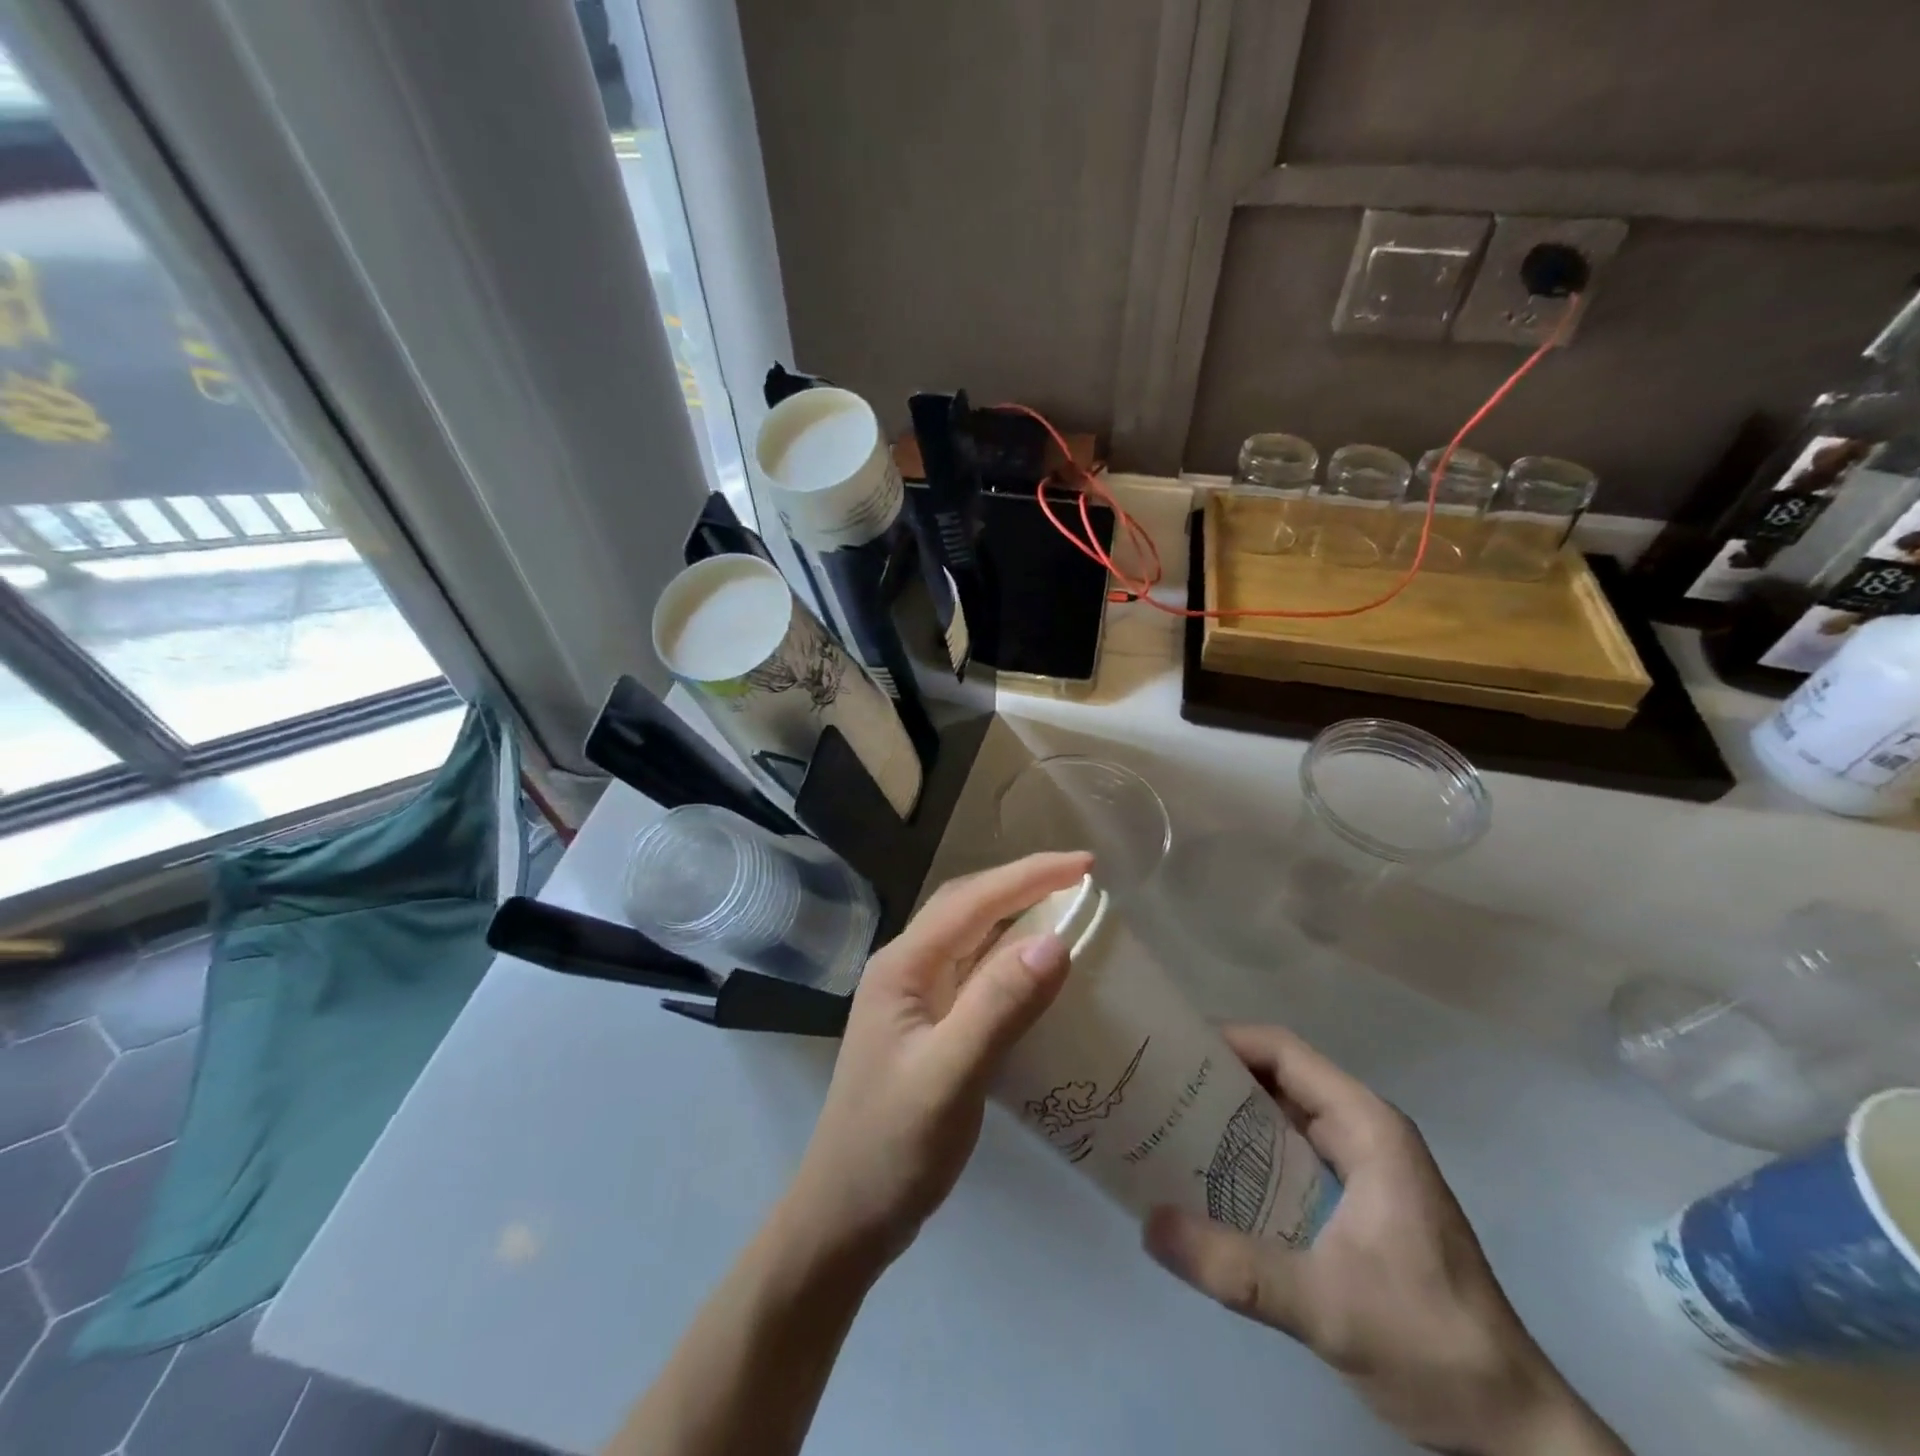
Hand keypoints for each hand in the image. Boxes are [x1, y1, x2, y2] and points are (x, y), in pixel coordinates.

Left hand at [783, 852, 1089, 1271]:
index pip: (973, 901)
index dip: (1029, 877)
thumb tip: (1055, 941)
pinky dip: (1008, 956)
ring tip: (1066, 907)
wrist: (845, 1215)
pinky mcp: (926, 1024)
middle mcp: (904, 968)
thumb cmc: (892, 1146)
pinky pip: (973, 971)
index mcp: (903, 966)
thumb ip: (999, 1006)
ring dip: (1016, 915)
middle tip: (1081, 879)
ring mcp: (913, 997)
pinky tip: (1034, 967)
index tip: (1085, 865)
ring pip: (971, 936)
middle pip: (969, 906)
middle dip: (1023, 885)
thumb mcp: (950, 1077)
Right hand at [1143, 1026, 1626, 1455]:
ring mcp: (1360, 1171)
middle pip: (1277, 1080)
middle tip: (1154, 1088)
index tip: (1169, 1048)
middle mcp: (1362, 1133)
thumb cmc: (1431, 1343)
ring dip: (1226, 1120)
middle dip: (1215, 1079)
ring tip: (1165, 1126)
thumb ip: (1237, 1268)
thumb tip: (1149, 1226)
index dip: (1226, 1039)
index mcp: (1367, 1126)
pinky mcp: (1353, 1207)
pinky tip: (1205, 1181)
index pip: (1284, 1052)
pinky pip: (1287, 1159)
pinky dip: (1245, 1159)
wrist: (1510, 1430)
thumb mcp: (1328, 1306)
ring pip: (1280, 1120)